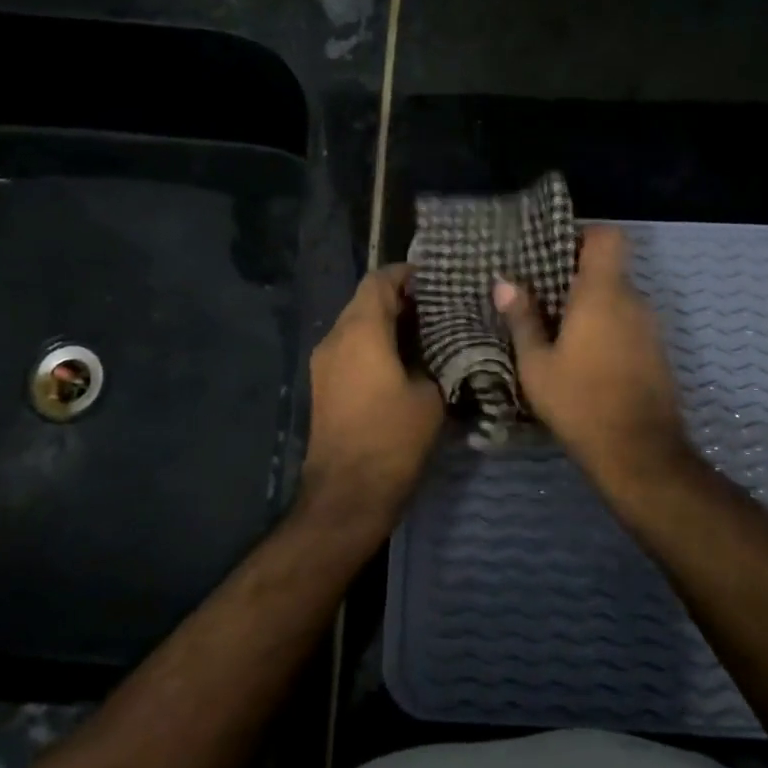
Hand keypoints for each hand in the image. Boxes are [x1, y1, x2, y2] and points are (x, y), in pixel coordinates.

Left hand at [300, 264, 445, 530]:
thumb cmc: (392, 440)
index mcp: (360, 331)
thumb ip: (437, 360)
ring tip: (428, 334)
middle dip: (401, 299)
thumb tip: (443, 347)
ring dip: (387, 324)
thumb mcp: (431, 396)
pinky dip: (375, 345)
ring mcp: (324, 363)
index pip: (379, 280)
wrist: (347, 494)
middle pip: (365, 300)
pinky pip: (350, 349)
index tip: (438, 280)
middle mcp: (335, 338)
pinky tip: (405, 362)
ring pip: (356, 325)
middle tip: (441, 308)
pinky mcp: (324, 385)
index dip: (407, 274)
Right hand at [494, 226, 688, 487]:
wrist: (638, 451)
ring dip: (592, 308)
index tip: (554, 254)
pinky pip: (629, 324)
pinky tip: (584, 358)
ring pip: (619, 300)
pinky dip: (608, 329)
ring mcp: (651, 327)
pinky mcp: (657, 352)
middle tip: (542, 299)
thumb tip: (504, 282)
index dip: (583, 235)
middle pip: (609, 270)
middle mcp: (634, 301)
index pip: (608, 236)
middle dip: (577, 279)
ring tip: (559, 332)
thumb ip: (522, 319)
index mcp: (603, 293)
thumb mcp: (537, 364)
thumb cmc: (579, 401)